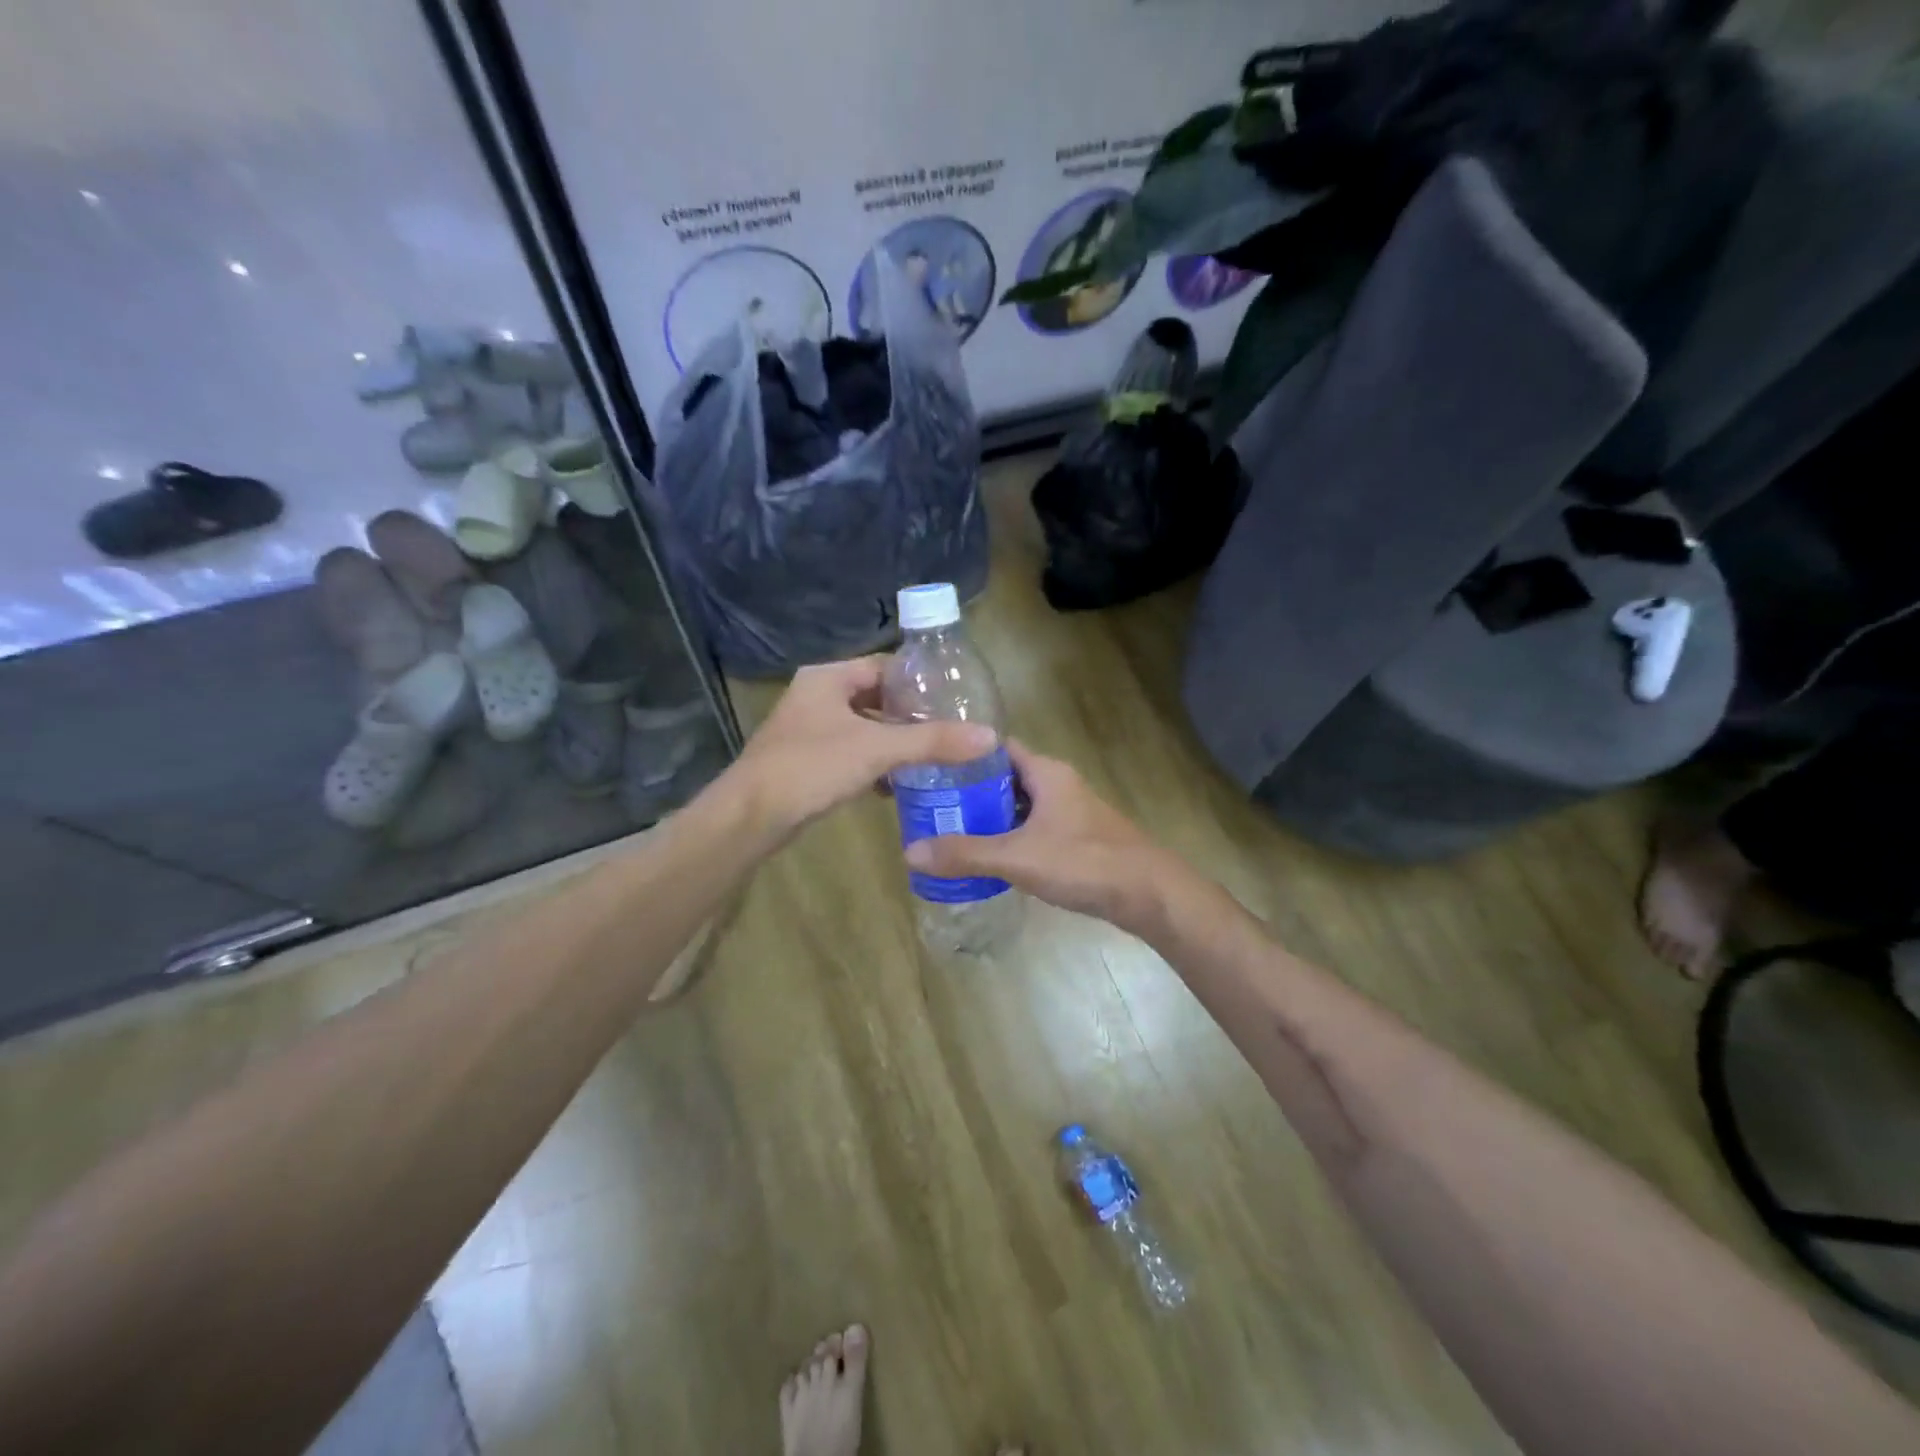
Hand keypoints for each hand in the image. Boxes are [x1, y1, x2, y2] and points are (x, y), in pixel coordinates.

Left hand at [728, 655, 996, 839]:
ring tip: (933, 756)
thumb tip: (989, 736)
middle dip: (910, 715)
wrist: (751, 816)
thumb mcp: (877, 749)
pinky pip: (851, 752)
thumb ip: (932, 741)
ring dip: (894, 741)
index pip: (885, 667)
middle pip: (875, 698)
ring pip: (863, 727)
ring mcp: (809, 729)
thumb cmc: (811, 767)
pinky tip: (898, 784)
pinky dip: (874, 764)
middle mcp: (817, 696)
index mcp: (829, 678)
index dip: (920, 682)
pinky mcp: (807, 760)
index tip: (954, 699)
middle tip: (950, 729)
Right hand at [904, 739, 1177, 931]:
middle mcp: (1058, 783)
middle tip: (931, 806)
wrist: (1149, 894)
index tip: (929, 767)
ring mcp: (1070, 811)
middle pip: (1004, 778)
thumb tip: (910, 851)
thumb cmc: (1083, 862)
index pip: (996, 748)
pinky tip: (990, 857)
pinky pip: (1034, 827)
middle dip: (970, 791)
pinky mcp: (1077, 837)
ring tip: (950, 832)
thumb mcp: (1018, 857)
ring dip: (990, 817)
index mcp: (1045, 773)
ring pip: (1020, 805)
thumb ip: (966, 854)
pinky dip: (1010, 836)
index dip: (963, 755)